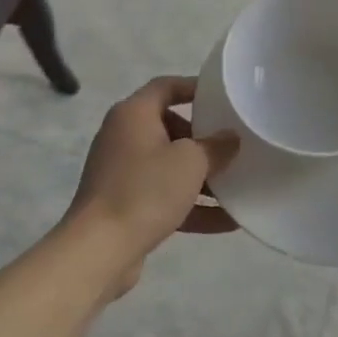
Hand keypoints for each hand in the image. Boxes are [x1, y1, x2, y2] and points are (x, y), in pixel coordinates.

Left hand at [68, 76, 239, 296]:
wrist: (98, 250)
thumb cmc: (145, 190)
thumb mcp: (190, 161)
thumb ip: (215, 146)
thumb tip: (230, 138)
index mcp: (134, 114)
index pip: (166, 86)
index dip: (195, 87)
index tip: (225, 97)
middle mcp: (124, 136)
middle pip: (170, 126)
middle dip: (203, 138)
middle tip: (233, 145)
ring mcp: (122, 173)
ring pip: (169, 165)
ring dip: (202, 176)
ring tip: (238, 184)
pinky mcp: (125, 205)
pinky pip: (164, 196)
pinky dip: (191, 205)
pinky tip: (228, 221)